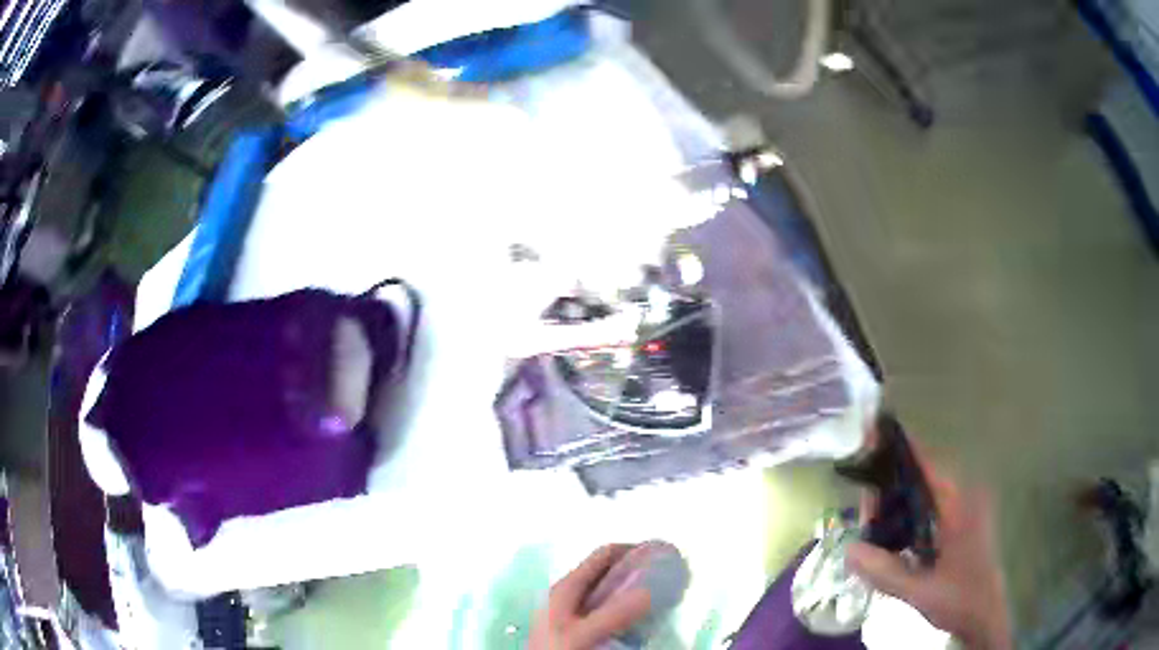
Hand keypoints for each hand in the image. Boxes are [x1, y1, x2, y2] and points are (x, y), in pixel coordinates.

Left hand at [530, 545, 651, 649]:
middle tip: (665, 581)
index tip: (662, 558)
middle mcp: (568, 593)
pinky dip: (624, 609)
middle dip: (636, 572)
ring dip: (631, 592)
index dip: (633, 550)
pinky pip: (604, 610)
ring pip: (607, 592)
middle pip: (607, 572)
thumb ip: (615, 612)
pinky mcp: (574, 626)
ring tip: (658, 600)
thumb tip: (651, 590)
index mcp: (567, 586)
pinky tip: (638, 622)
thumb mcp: (584, 633)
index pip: (604, 554)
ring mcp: (571, 610)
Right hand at [847, 449, 1011, 649]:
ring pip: (926, 495)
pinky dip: (911, 515)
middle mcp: (964, 500)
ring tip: (872, 520)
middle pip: (923, 479)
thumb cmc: (959, 599)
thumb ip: (885, 572)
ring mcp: (964, 512)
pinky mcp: (961, 526)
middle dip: (892, 486)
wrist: (985, 616)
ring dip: (900, 503)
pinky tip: (893, 535)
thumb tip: (848, 548)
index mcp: (959, 506)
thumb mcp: (920, 591)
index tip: (874, 434)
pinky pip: (932, 510)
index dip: (902, 449)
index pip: (928, 466)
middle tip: (864, 505)